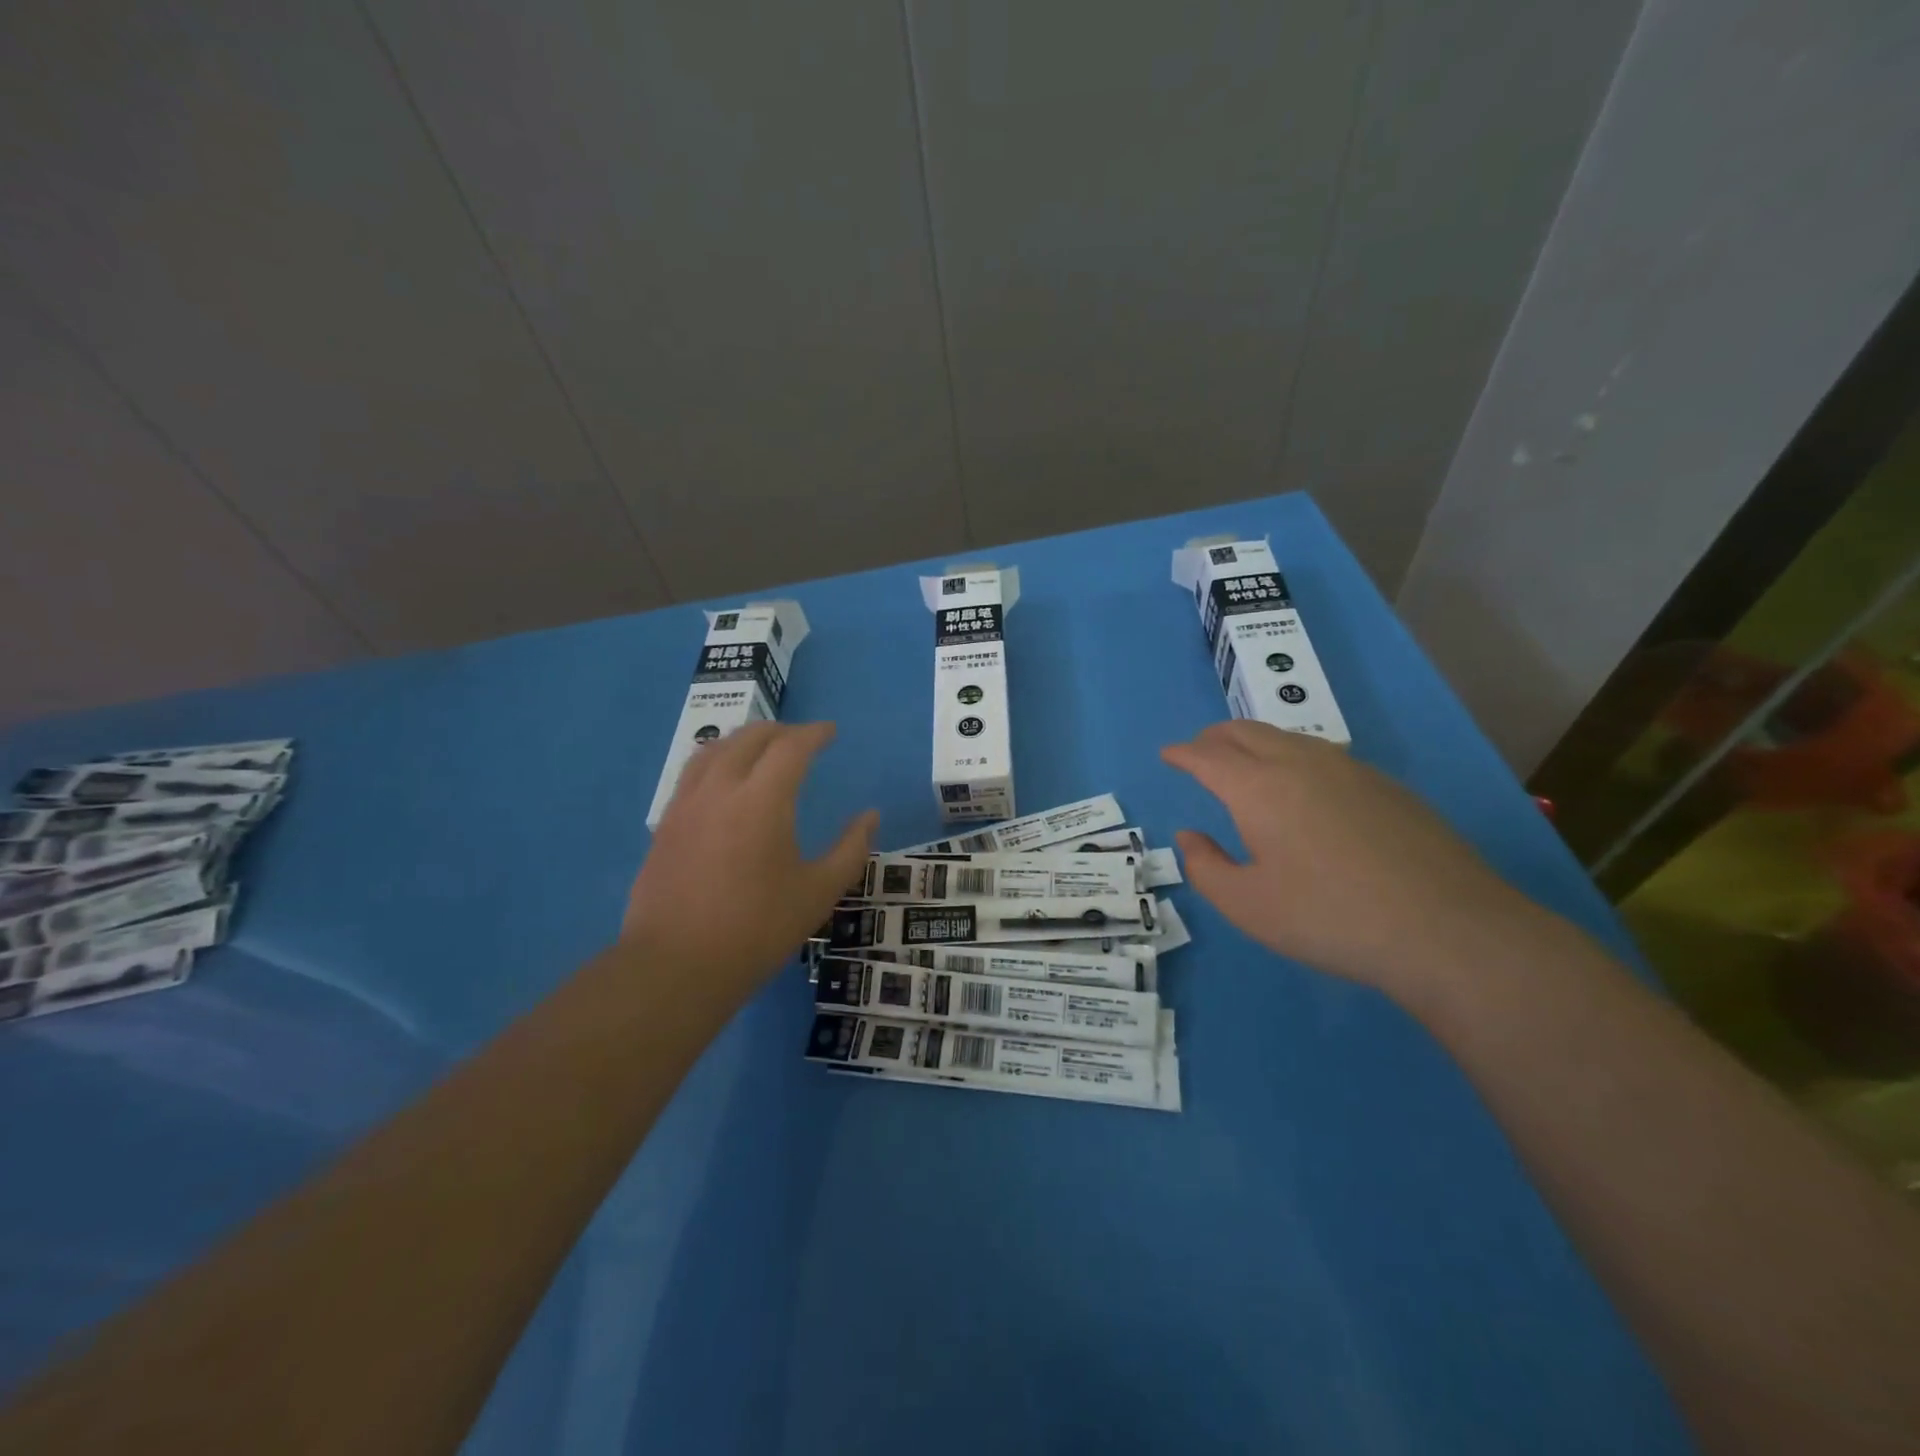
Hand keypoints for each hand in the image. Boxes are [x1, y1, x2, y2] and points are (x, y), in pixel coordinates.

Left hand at [624, 721, 876, 992]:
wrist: (677, 966)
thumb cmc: (757, 929)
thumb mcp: (818, 893)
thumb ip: (850, 849)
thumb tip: (870, 816)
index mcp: (762, 800)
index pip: (791, 747)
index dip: (814, 734)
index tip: (831, 732)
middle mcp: (720, 789)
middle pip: (749, 738)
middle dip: (780, 731)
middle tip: (801, 740)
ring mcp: (686, 805)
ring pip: (714, 750)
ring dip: (743, 740)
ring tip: (761, 750)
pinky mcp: (665, 825)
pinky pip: (692, 774)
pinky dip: (716, 761)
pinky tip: (723, 783)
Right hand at [1162, 721, 1538, 996]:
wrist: (1447, 929)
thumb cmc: (1330, 918)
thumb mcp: (1248, 906)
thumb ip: (1206, 868)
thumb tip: (1190, 835)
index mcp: (1258, 788)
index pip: (1207, 756)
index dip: (1182, 753)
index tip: (1167, 754)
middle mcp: (1300, 764)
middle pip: (1246, 732)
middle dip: (1214, 737)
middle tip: (1199, 751)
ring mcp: (1349, 770)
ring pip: (1287, 738)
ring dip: (1254, 742)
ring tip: (1245, 764)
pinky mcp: (1386, 786)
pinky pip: (1322, 755)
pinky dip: (1292, 757)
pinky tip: (1303, 788)